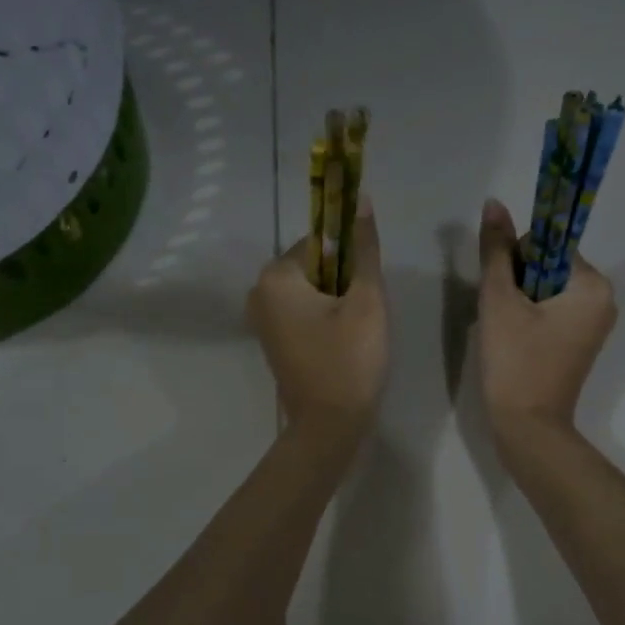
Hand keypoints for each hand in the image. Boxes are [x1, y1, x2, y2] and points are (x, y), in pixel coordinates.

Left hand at [247, 194, 388, 450]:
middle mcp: (258, 292)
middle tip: (363, 315)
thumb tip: (361, 198)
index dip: (352, 260)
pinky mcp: (271, 340)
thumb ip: (364, 248)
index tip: (366, 290)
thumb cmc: (350, 360)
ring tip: (355, 332)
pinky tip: (342, 342)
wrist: (330, 426)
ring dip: (338, 301)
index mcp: (275, 276)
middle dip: (344, 282)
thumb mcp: (366, 300)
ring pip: (311, 290)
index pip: (321, 242)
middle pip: (315, 265)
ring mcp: (261, 318)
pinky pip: (302, 312)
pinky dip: (324, 318)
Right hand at [475, 198, 616, 457]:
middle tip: (503, 316)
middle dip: (518, 282)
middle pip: (548, 266)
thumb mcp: (500, 299)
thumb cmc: (516, 361)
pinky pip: (552, 311)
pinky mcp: (581, 342)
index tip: (505, 291)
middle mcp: (604, 299)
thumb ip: (496, 249)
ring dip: (519, 300)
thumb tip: (494, 202)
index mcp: (594, 285)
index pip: (549, 245)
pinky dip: (529, 317)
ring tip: (507, 331)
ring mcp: (594, 323)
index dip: (517, 260)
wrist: (527, 428)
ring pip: (546, 289)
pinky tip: (515, 340)